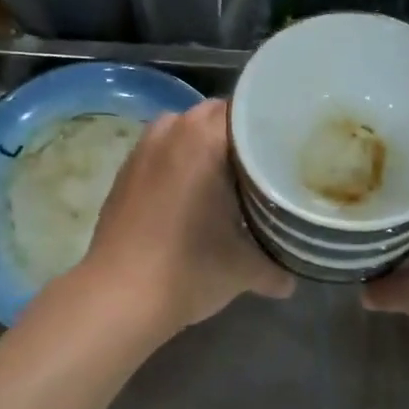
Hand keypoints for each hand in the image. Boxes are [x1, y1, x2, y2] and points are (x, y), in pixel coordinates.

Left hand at [75, 98, 293, 339]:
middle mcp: (171, 131)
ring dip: (205, 146)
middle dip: (239, 136)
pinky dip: (179, 163)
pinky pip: (161, 152)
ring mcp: (142, 150)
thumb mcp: (244, 269)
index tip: (288, 148)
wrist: (118, 298)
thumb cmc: (189, 270)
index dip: (270, 126)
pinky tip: (192, 196)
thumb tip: (290, 279)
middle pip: (215, 116)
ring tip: (228, 178)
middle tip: (264, 165)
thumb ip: (276, 267)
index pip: (247, 110)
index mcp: (204, 138)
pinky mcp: (124, 173)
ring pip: (184, 131)